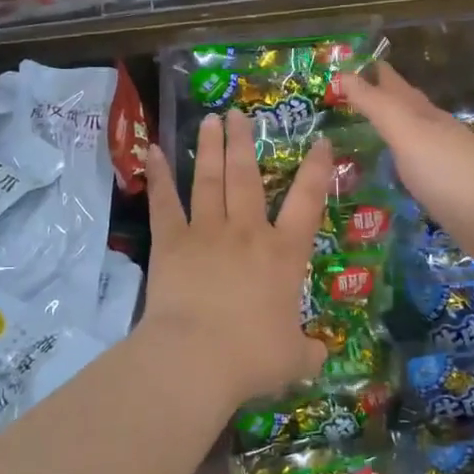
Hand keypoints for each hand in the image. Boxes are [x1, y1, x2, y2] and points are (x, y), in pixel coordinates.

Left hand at [139, 111, 330, 402]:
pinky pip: (165, 203)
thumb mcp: (293, 359)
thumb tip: (320, 356)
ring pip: (209, 180)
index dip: (316, 170)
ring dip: (209, 148)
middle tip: (240, 114)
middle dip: (244, 142)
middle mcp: (247, 232)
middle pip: (247, 177)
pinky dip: (158, 176)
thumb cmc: (251, 356)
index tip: (319, 142)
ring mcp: (207, 232)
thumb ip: (308, 352)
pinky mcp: (171, 242)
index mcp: (283, 254)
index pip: (307, 202)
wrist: (196, 359)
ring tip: (211, 119)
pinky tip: (152, 151)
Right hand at [337, 63, 473, 260]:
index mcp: (425, 115)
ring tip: (372, 127)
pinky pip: (417, 165)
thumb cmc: (447, 170)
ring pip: (414, 135)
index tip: (354, 65)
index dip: (376, 74)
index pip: (396, 86)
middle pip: (408, 107)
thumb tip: (343, 74)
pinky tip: (397, 168)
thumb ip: (376, 106)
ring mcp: (444, 160)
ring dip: (395, 128)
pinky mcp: (447, 188)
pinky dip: (403, 159)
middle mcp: (436, 131)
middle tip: (357, 93)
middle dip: (385, 97)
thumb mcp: (406, 133)